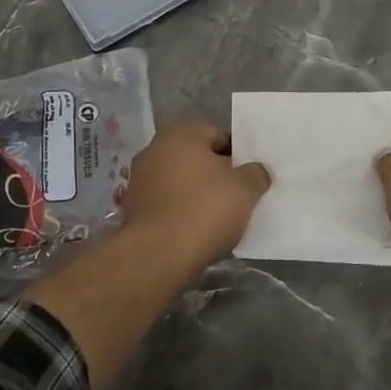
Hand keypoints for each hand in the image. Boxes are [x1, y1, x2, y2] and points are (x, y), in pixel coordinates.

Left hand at [122, 122, 271, 268]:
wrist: (159, 254)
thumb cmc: (205, 210)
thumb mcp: (245, 190)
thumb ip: (256, 174)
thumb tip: (258, 170)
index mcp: (180, 135)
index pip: (217, 135)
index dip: (237, 155)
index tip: (248, 177)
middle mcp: (154, 149)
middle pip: (195, 158)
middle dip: (215, 174)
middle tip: (236, 196)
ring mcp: (139, 179)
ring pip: (179, 180)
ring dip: (195, 193)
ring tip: (216, 216)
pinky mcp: (132, 207)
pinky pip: (165, 202)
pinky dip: (179, 210)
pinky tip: (194, 229)